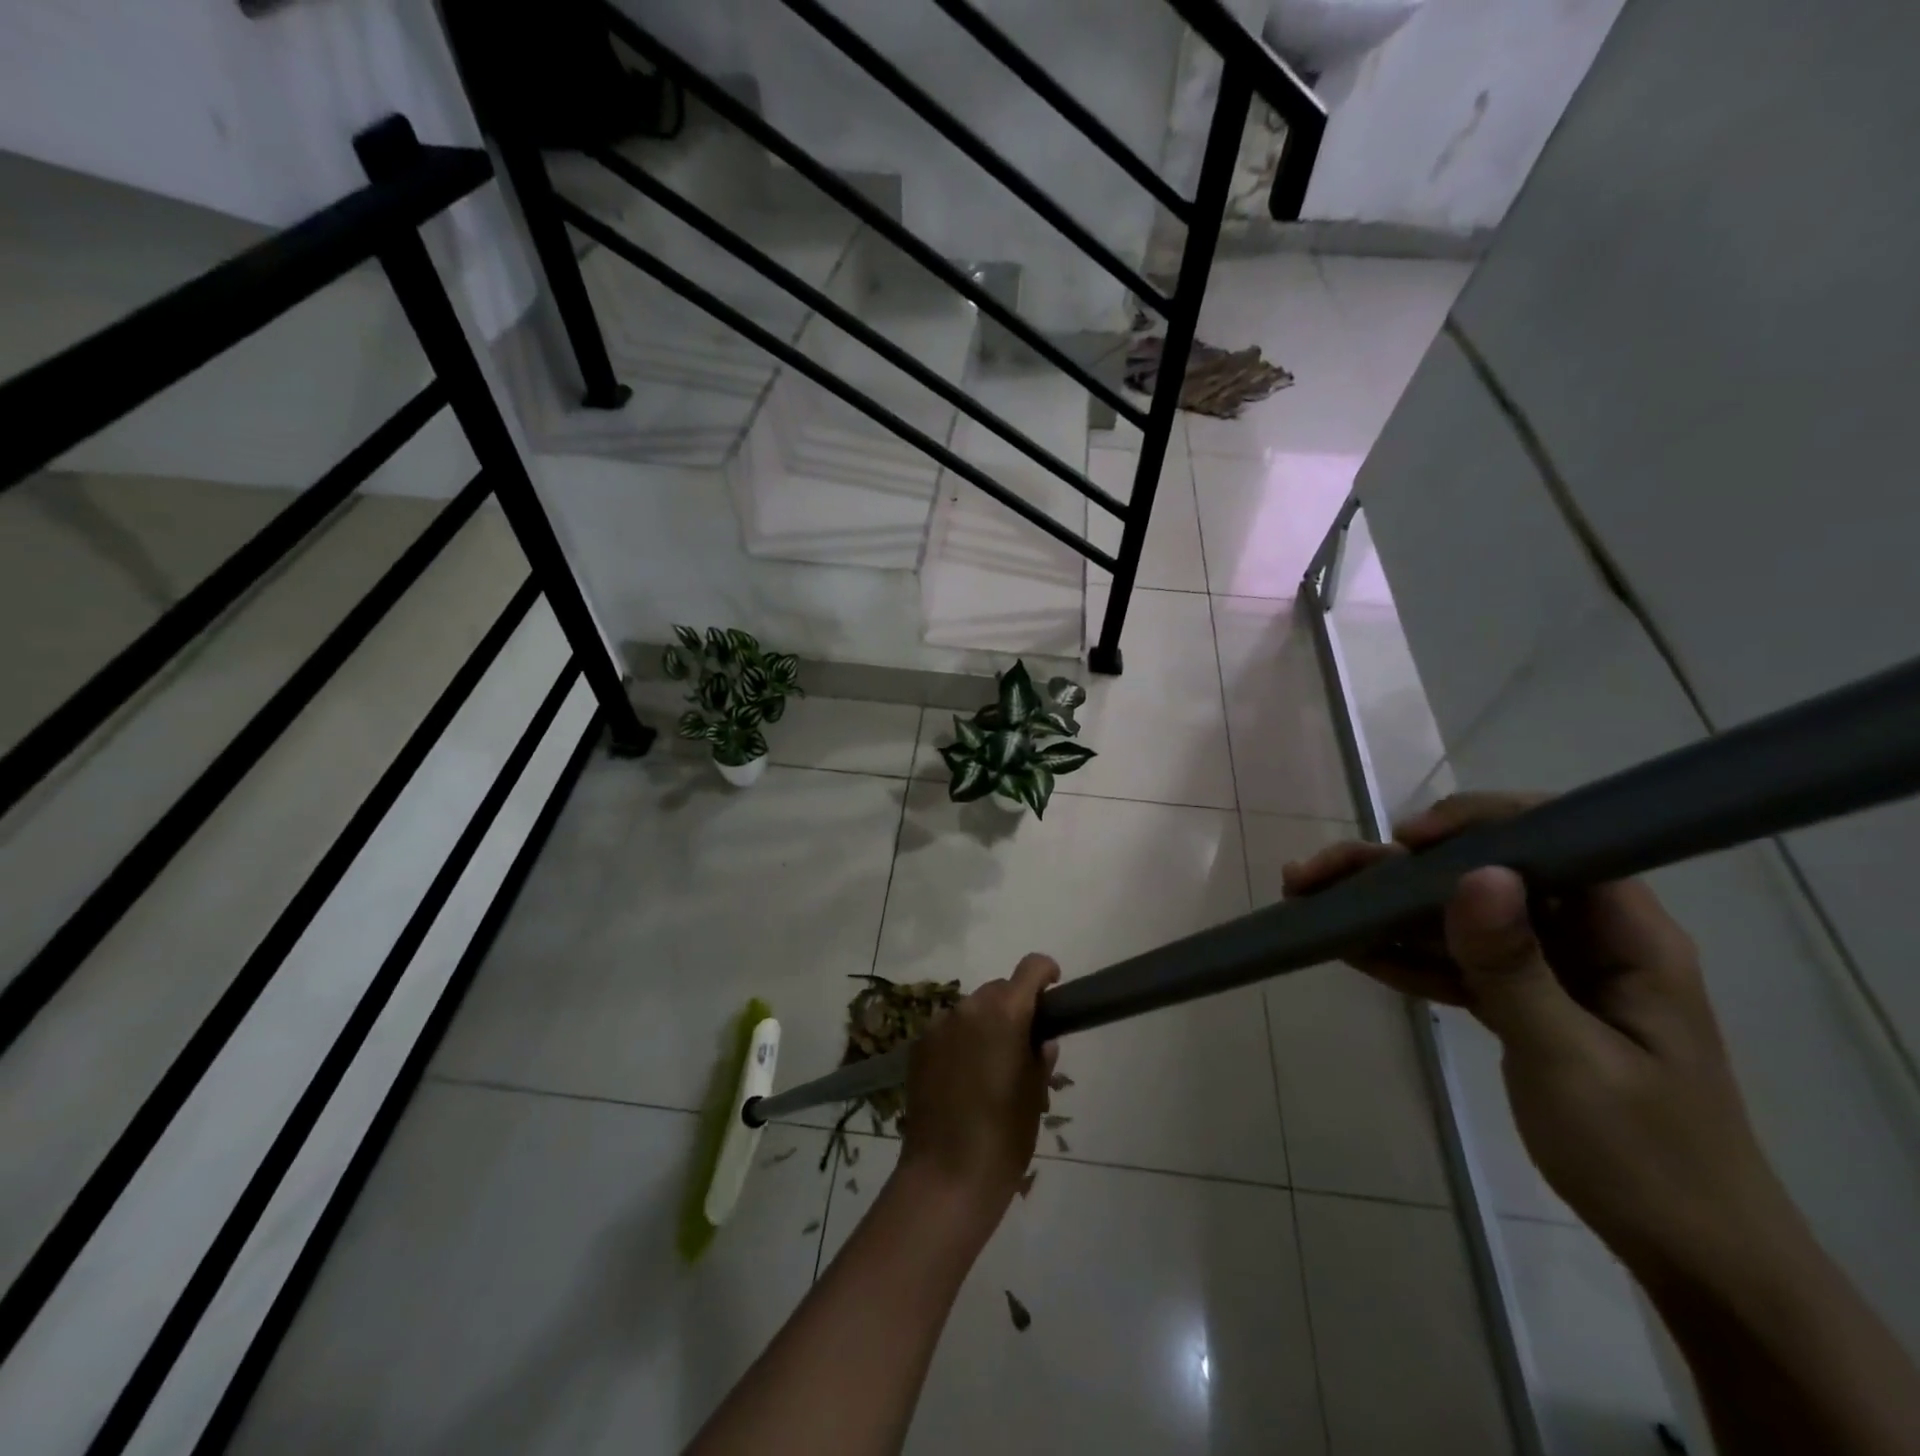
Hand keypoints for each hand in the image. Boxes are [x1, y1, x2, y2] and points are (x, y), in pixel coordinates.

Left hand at [897, 954, 1059, 1229]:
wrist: (947, 1175)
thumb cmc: (1004, 1136)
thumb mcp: (1035, 1095)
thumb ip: (1040, 1057)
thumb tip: (1041, 1040)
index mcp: (1005, 1014)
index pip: (1030, 968)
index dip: (1045, 972)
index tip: (1054, 988)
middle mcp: (969, 1008)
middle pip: (998, 990)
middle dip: (1014, 1007)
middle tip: (1024, 1044)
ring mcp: (938, 1026)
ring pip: (971, 1010)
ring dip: (985, 1025)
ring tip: (991, 1068)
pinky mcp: (918, 1047)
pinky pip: (948, 1031)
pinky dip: (960, 1042)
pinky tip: (964, 1079)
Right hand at [1282, 792, 1802, 1285]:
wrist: (1684, 1252)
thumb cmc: (1644, 1156)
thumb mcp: (1571, 1059)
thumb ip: (1514, 966)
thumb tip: (1477, 875)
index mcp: (1624, 934)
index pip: (1551, 841)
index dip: (1475, 825)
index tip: (1404, 843)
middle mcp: (1582, 936)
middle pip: (1478, 875)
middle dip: (1393, 871)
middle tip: (1313, 876)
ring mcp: (1545, 968)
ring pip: (1451, 916)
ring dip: (1381, 908)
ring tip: (1306, 899)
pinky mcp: (1516, 999)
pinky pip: (1448, 961)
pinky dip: (1399, 954)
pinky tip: (1344, 947)